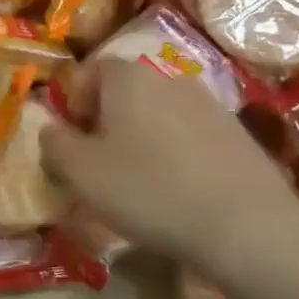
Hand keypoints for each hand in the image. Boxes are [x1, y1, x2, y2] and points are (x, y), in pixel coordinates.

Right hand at [40, 58, 298, 277]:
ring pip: (158, 113)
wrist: (247, 226)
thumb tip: (51, 130)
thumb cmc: (149, 190)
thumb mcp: (81, 173)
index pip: (87, 71)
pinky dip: (177, 154)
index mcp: (127, 76)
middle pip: (123, 91)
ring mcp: (209, 102)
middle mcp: (168, 76)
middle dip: (106, 121)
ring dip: (142, 138)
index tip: (72, 142)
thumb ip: (54, 144)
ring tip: (141, 182)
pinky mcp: (238, 132)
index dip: (72, 104)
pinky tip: (180, 191)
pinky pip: (191, 135)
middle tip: (100, 164)